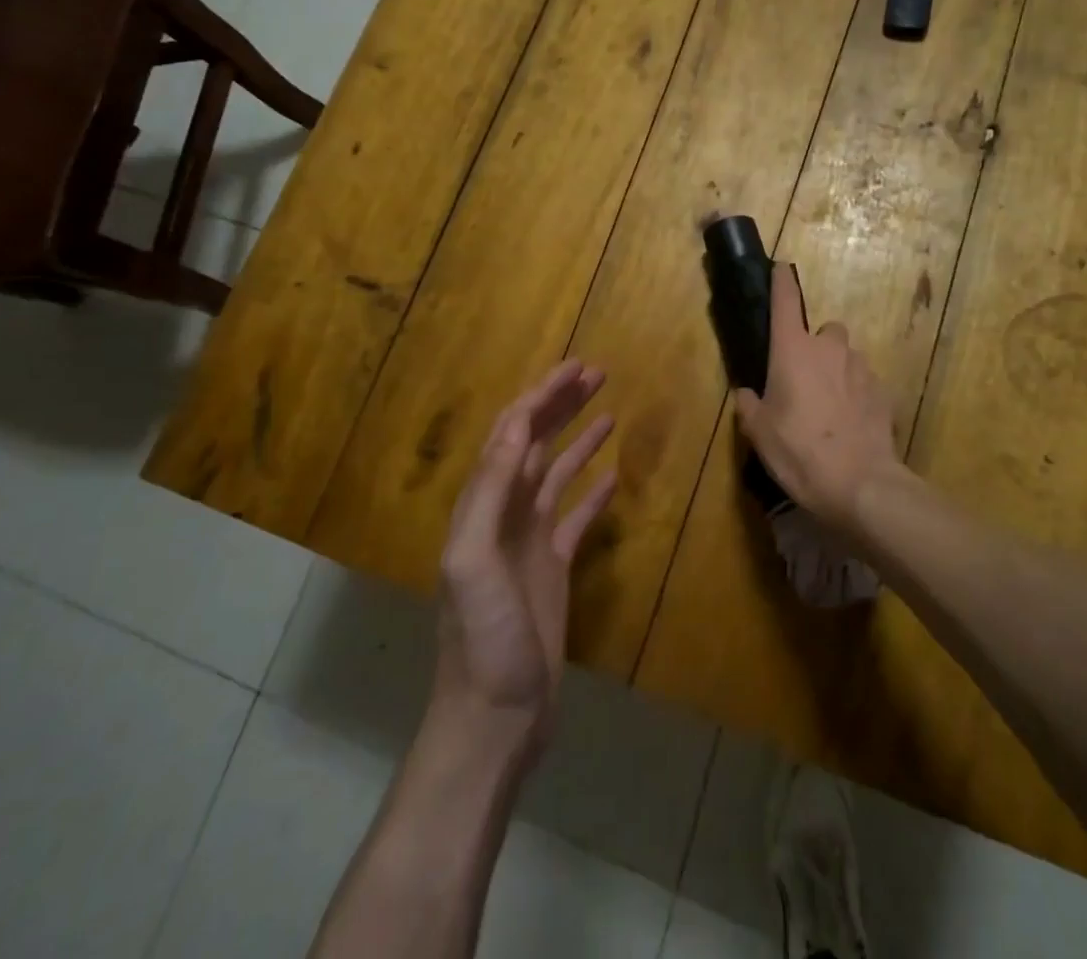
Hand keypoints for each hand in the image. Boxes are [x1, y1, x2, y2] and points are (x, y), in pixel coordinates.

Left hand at [431, 360, 616, 770]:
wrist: (494, 717)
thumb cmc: (482, 639)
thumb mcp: (473, 561)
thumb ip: (488, 493)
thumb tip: (515, 428)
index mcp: (482, 505)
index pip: (511, 433)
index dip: (541, 397)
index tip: (575, 369)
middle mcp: (504, 513)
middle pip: (533, 443)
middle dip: (561, 405)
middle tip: (597, 374)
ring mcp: (529, 541)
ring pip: (555, 474)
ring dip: (578, 439)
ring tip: (608, 410)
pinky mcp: (552, 568)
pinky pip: (575, 517)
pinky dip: (592, 491)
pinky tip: (613, 474)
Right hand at [736, 264, 905, 533]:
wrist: (862, 485)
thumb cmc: (800, 452)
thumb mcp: (760, 434)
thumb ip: (749, 406)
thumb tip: (746, 393)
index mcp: (793, 351)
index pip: (785, 302)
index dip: (781, 281)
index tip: (780, 266)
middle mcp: (829, 349)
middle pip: (824, 331)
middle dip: (815, 347)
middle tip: (804, 379)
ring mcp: (861, 368)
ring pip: (846, 357)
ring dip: (837, 371)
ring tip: (829, 407)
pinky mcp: (884, 392)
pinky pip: (864, 383)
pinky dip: (856, 395)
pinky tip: (851, 424)